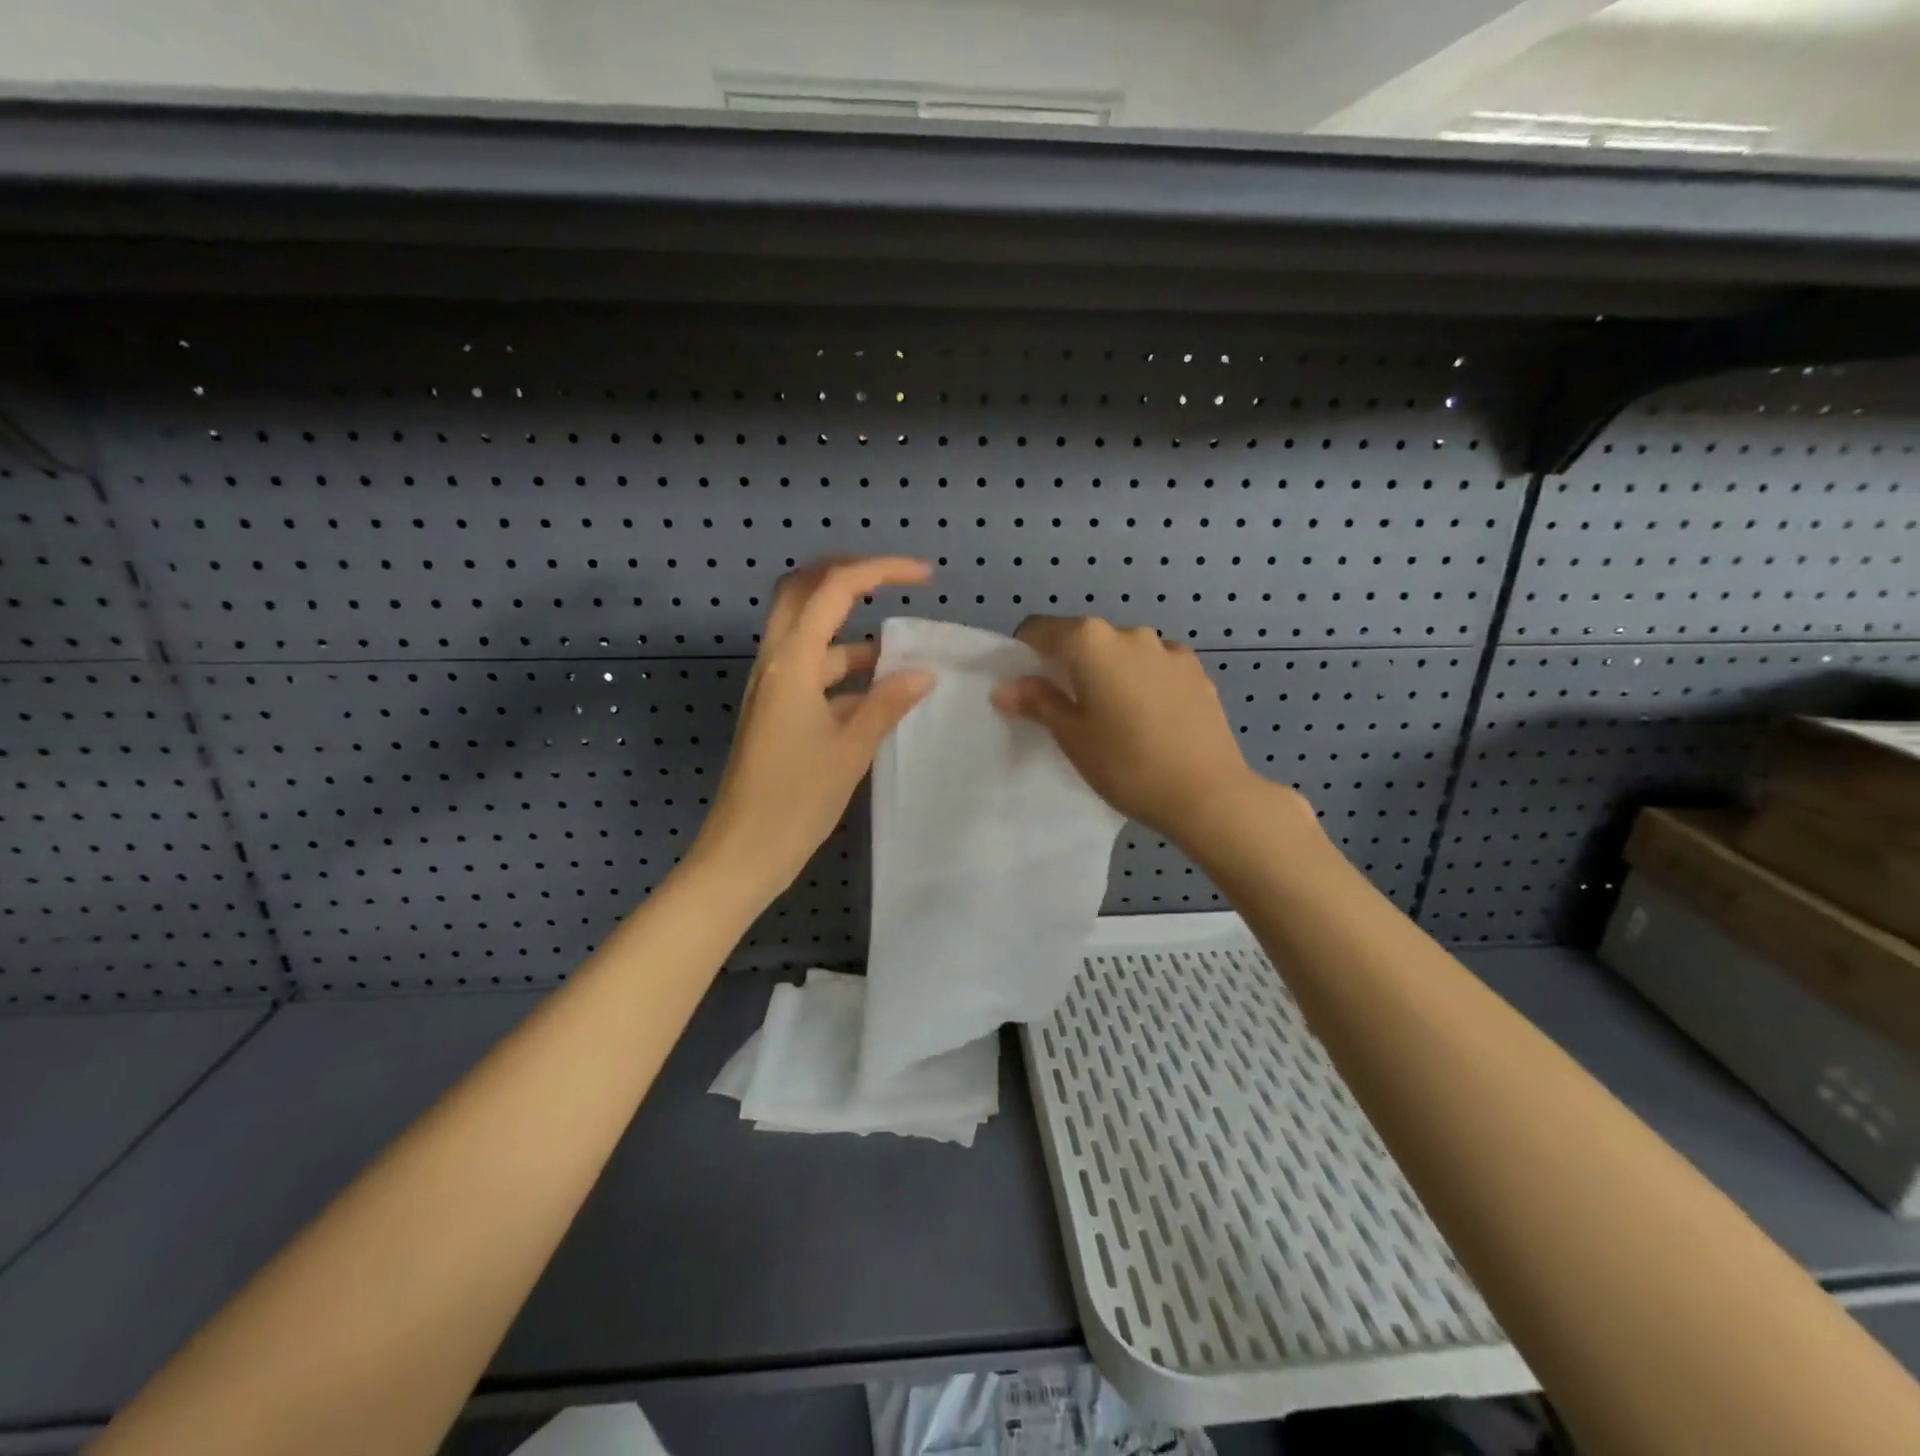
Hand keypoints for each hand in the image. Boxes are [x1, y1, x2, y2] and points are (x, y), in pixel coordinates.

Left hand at [692, 557, 933, 903]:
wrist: (742, 853)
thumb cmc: (795, 800)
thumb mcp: (851, 749)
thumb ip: (887, 704)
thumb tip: (923, 672)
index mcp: (791, 663)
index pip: (834, 590)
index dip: (880, 570)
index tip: (924, 576)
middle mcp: (775, 663)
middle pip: (803, 592)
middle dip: (847, 577)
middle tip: (894, 585)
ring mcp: (771, 687)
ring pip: (809, 635)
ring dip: (851, 632)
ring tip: (902, 652)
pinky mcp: (774, 711)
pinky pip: (811, 671)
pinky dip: (844, 670)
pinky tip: (879, 694)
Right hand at [991, 616, 1264, 845]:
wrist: (1208, 794)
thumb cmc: (1126, 765)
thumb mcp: (1072, 737)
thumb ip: (1037, 703)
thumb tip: (1004, 687)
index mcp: (1092, 643)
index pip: (1041, 630)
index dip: (1026, 653)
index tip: (1026, 686)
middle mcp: (1130, 634)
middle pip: (1084, 639)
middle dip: (1070, 665)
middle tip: (1068, 709)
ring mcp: (1169, 650)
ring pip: (1123, 653)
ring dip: (1109, 672)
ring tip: (1115, 717)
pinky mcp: (1196, 671)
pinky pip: (1155, 667)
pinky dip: (1142, 681)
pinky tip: (1150, 719)